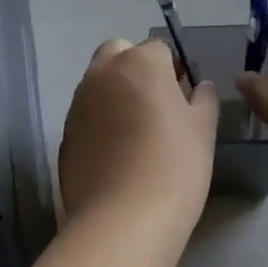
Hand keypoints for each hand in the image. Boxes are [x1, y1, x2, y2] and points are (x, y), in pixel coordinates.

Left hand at [59, 38, 218, 228]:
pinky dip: (99, 124)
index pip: (158, 48)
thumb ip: (203, 99)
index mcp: (139, 62)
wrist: (123, 218)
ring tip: (137, 134)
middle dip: (135, 68)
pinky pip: (86, 117)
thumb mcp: (203, 129)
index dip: (173, 69)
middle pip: (118, 54)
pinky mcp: (64, 136)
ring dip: (115, 95)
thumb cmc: (175, 165)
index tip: (184, 96)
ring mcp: (77, 104)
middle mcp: (102, 74)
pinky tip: (116, 157)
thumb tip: (199, 87)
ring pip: (98, 84)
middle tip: (156, 104)